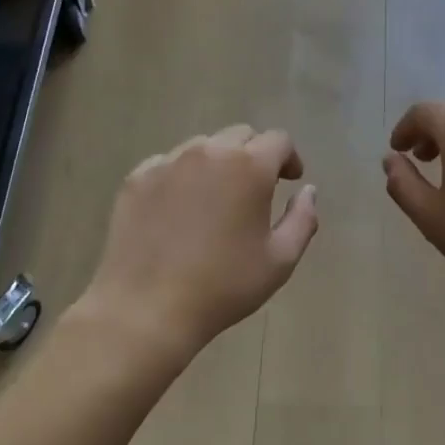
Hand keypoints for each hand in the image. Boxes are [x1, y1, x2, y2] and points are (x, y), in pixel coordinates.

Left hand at [80, 125, 317, 365]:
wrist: (146, 309)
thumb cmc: (223, 286)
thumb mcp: (280, 260)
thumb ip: (303, 219)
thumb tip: (307, 191)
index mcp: (249, 167)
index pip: (278, 140)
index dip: (289, 158)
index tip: (290, 181)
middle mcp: (208, 152)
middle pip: (240, 136)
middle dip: (254, 155)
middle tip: (256, 189)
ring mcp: (168, 162)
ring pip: (202, 147)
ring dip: (217, 163)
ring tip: (216, 198)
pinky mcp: (137, 179)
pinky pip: (168, 164)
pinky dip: (182, 177)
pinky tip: (179, 209)